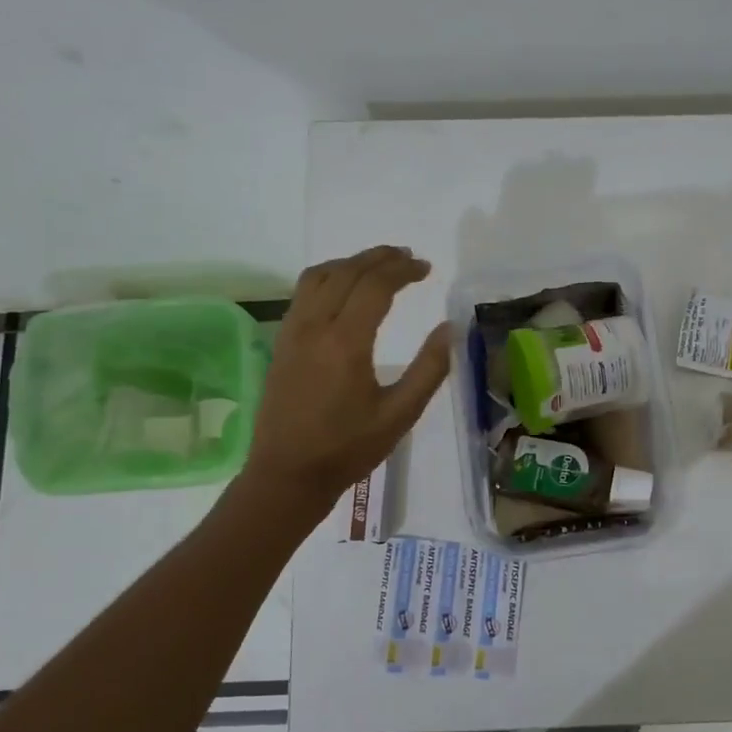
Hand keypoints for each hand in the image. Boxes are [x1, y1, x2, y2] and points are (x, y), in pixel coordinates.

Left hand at [240, 246, 450, 512]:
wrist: (287, 474)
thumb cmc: (348, 449)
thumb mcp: (400, 415)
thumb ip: (429, 369)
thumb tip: (450, 329)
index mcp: (346, 343)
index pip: (375, 286)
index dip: (403, 270)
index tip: (426, 268)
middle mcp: (315, 327)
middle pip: (347, 272)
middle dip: (379, 257)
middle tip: (408, 257)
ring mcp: (292, 332)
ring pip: (319, 275)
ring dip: (351, 262)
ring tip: (378, 265)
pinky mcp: (282, 342)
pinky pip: (303, 292)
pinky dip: (328, 277)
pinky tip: (344, 289)